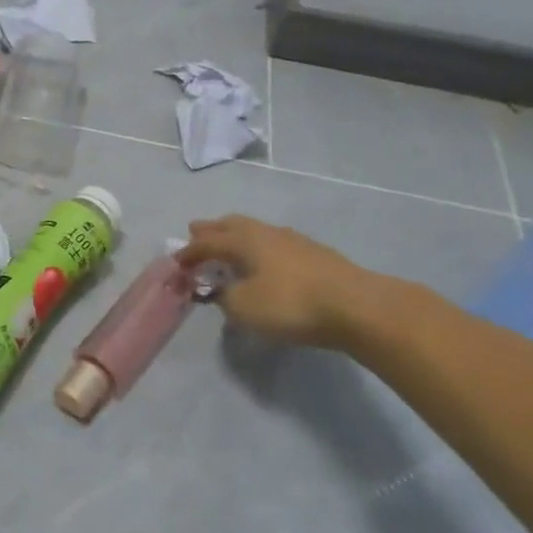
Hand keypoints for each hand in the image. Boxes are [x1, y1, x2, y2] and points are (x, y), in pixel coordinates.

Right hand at [177, 216, 381, 347]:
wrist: (356, 307)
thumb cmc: (290, 304)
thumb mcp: (243, 307)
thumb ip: (224, 297)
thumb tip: (219, 289)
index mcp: (243, 240)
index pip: (207, 243)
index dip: (188, 253)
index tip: (175, 264)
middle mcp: (266, 233)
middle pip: (231, 225)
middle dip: (211, 230)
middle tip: (195, 232)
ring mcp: (294, 241)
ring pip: (255, 232)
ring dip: (236, 237)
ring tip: (229, 246)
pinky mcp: (315, 255)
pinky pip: (274, 245)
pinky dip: (259, 250)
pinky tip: (264, 262)